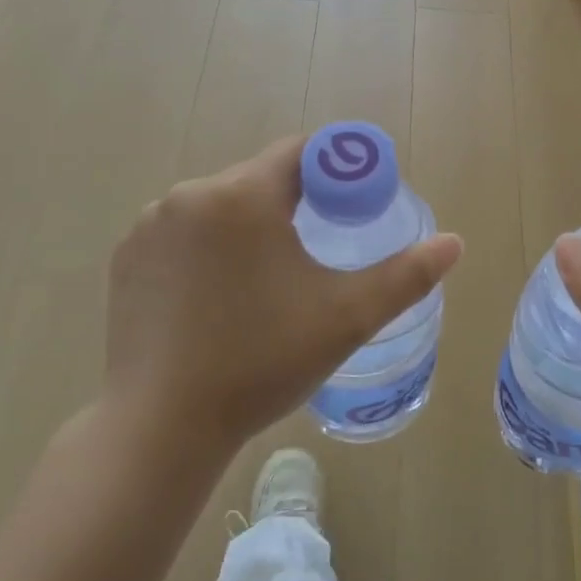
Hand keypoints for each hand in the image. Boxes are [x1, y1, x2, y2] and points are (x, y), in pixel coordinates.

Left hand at [104, 137, 463, 461]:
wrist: (162, 427)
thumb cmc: (262, 362)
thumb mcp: (347, 317)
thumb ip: (406, 275)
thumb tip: (455, 243)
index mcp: (244, 194)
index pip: (300, 153)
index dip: (334, 171)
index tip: (350, 205)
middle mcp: (190, 194)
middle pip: (258, 179)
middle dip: (290, 203)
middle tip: (314, 253)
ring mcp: (150, 225)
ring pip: (218, 206)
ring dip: (246, 225)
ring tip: (264, 280)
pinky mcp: (125, 257)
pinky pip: (181, 232)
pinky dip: (205, 247)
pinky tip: (215, 294)